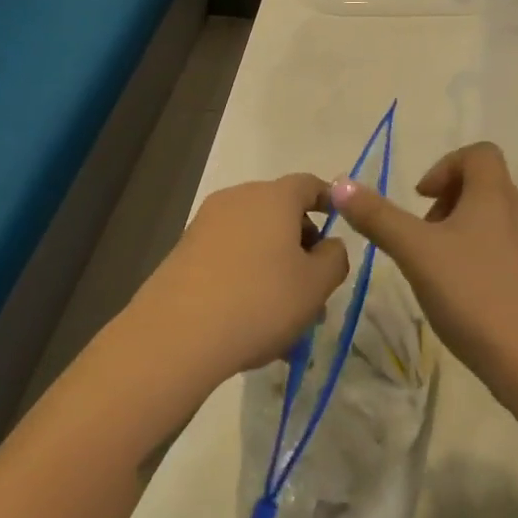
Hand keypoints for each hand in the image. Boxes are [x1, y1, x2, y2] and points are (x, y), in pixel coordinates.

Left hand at [126, 173, 349, 386]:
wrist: (177, 333)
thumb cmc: (260, 301)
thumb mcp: (315, 286)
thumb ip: (334, 258)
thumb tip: (328, 245)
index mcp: (274, 197)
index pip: (309, 184)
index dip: (329, 200)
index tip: (340, 222)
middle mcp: (239, 198)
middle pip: (280, 211)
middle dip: (301, 244)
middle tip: (315, 286)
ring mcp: (207, 222)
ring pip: (254, 238)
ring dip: (274, 266)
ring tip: (286, 317)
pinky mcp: (185, 249)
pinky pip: (229, 254)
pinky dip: (246, 275)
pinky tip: (252, 319)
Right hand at [331, 142, 517, 399]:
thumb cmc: (474, 295)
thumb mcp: (416, 253)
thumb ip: (378, 218)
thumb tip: (340, 184)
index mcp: (494, 196)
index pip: (479, 153)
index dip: (445, 165)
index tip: (420, 198)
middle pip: (483, 185)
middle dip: (446, 201)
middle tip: (422, 235)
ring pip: (492, 218)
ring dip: (460, 229)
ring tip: (436, 265)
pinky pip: (504, 249)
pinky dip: (478, 255)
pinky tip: (460, 293)